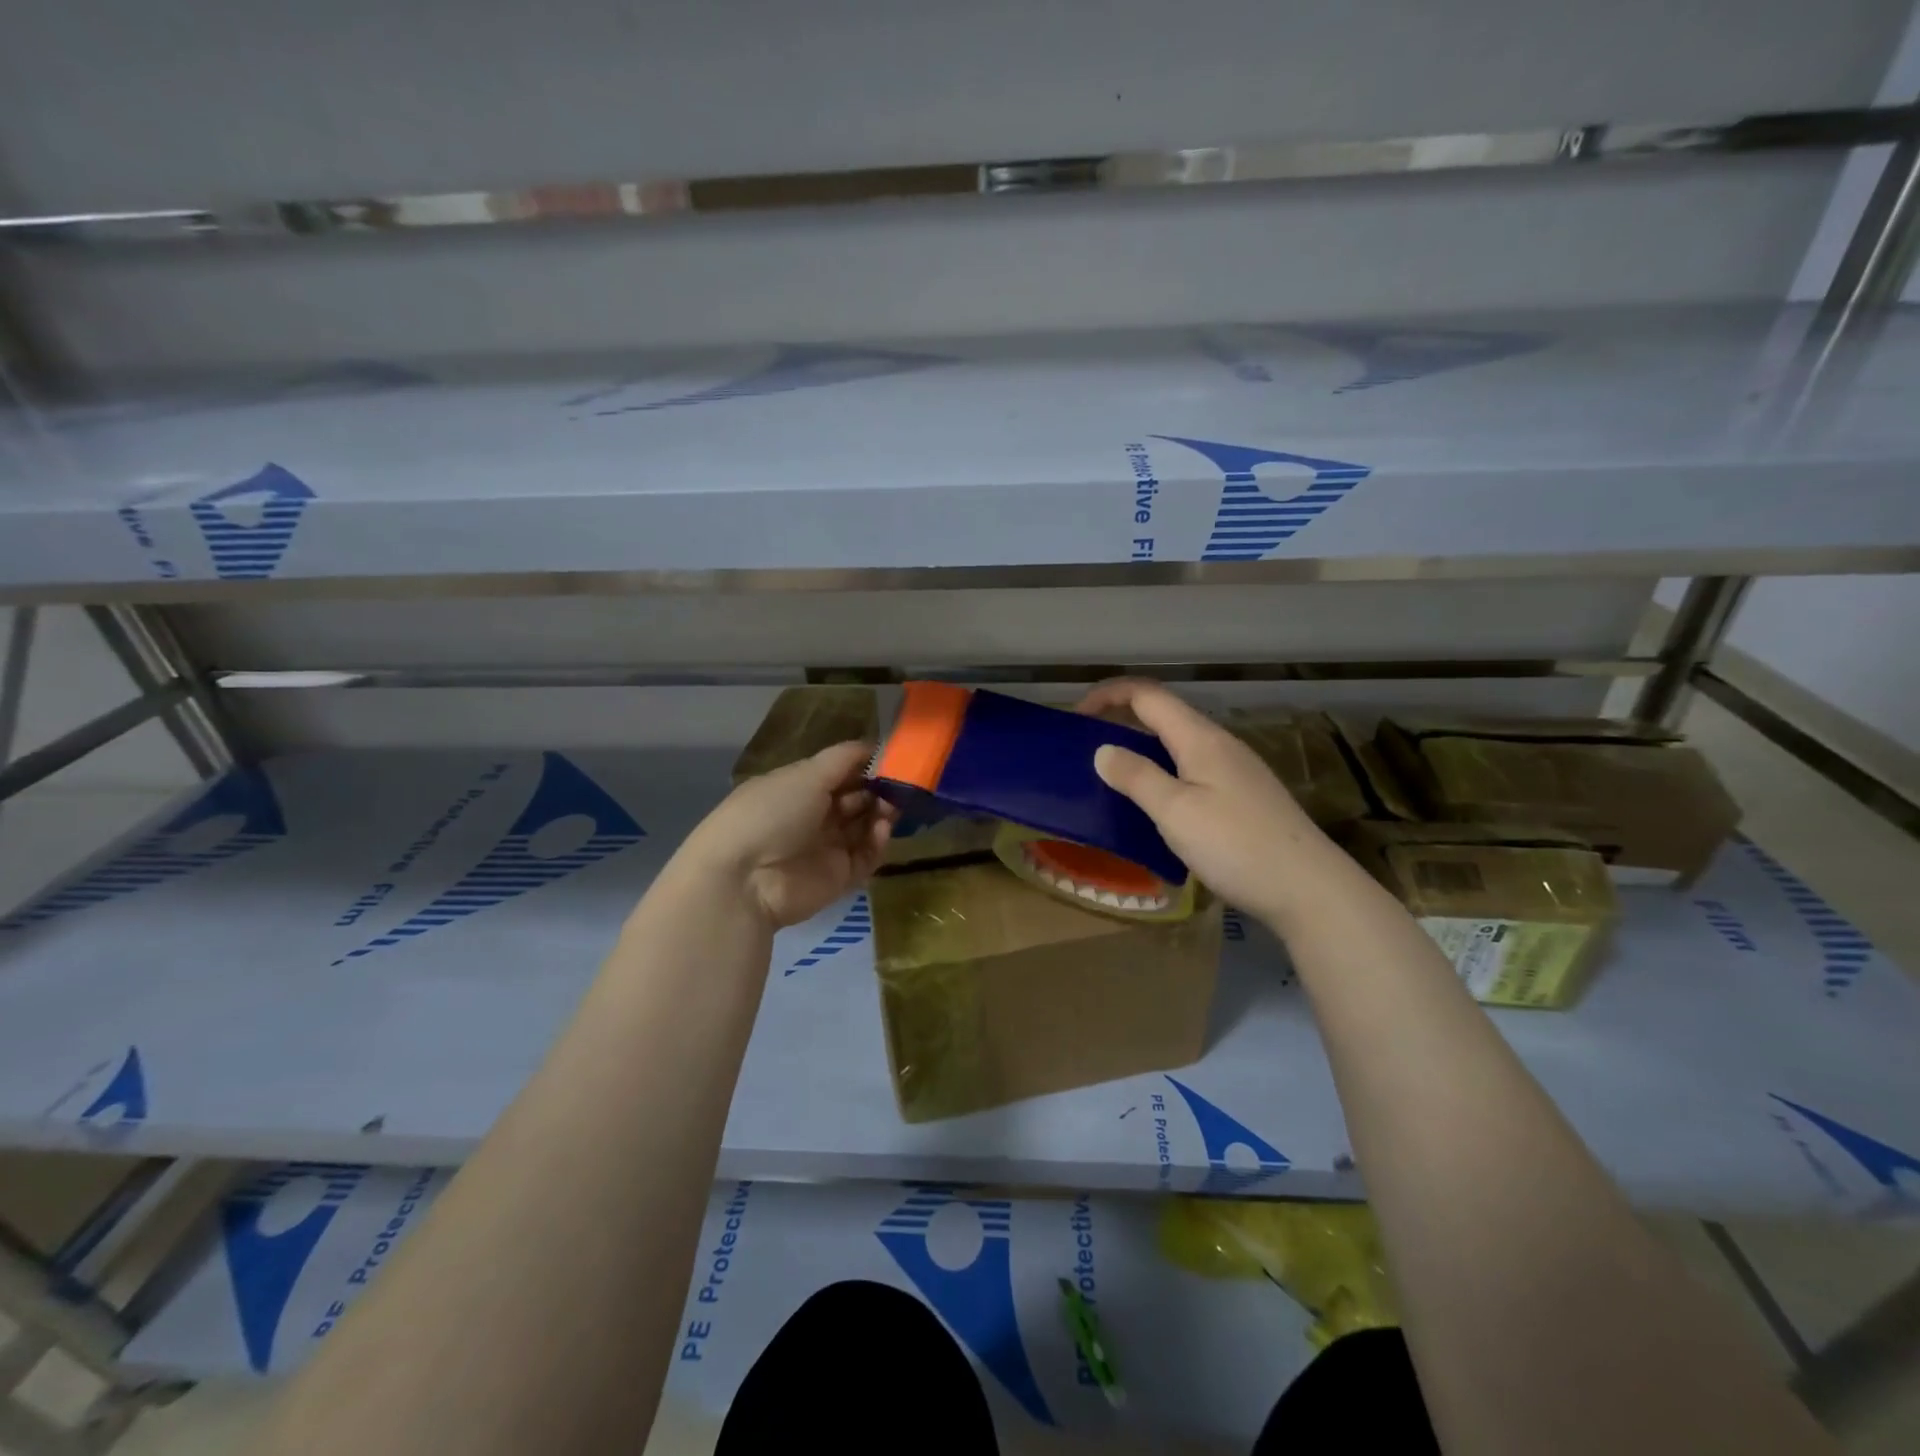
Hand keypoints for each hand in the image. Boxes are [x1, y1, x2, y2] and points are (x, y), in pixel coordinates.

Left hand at [680, 742, 896, 928]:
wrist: (746, 880)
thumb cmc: (771, 813)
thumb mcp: (806, 774)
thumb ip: (844, 759)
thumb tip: (874, 744)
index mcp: (798, 787)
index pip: (839, 772)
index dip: (865, 764)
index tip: (892, 756)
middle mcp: (813, 815)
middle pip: (856, 798)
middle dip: (879, 789)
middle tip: (902, 784)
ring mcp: (826, 847)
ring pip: (865, 826)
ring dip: (882, 814)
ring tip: (893, 807)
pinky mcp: (839, 876)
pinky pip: (866, 856)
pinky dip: (878, 842)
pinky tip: (883, 830)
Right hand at [1078, 679, 1331, 928]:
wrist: (1309, 889)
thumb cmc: (1236, 845)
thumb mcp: (1176, 811)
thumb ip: (1137, 777)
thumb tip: (1103, 750)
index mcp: (1200, 738)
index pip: (1147, 695)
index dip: (1108, 694)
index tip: (1075, 716)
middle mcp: (1219, 744)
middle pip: (1163, 715)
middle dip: (1121, 720)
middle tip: (1086, 747)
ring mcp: (1235, 771)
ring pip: (1178, 744)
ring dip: (1141, 749)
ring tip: (1112, 776)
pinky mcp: (1243, 797)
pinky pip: (1191, 769)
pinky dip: (1162, 772)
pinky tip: (1155, 804)